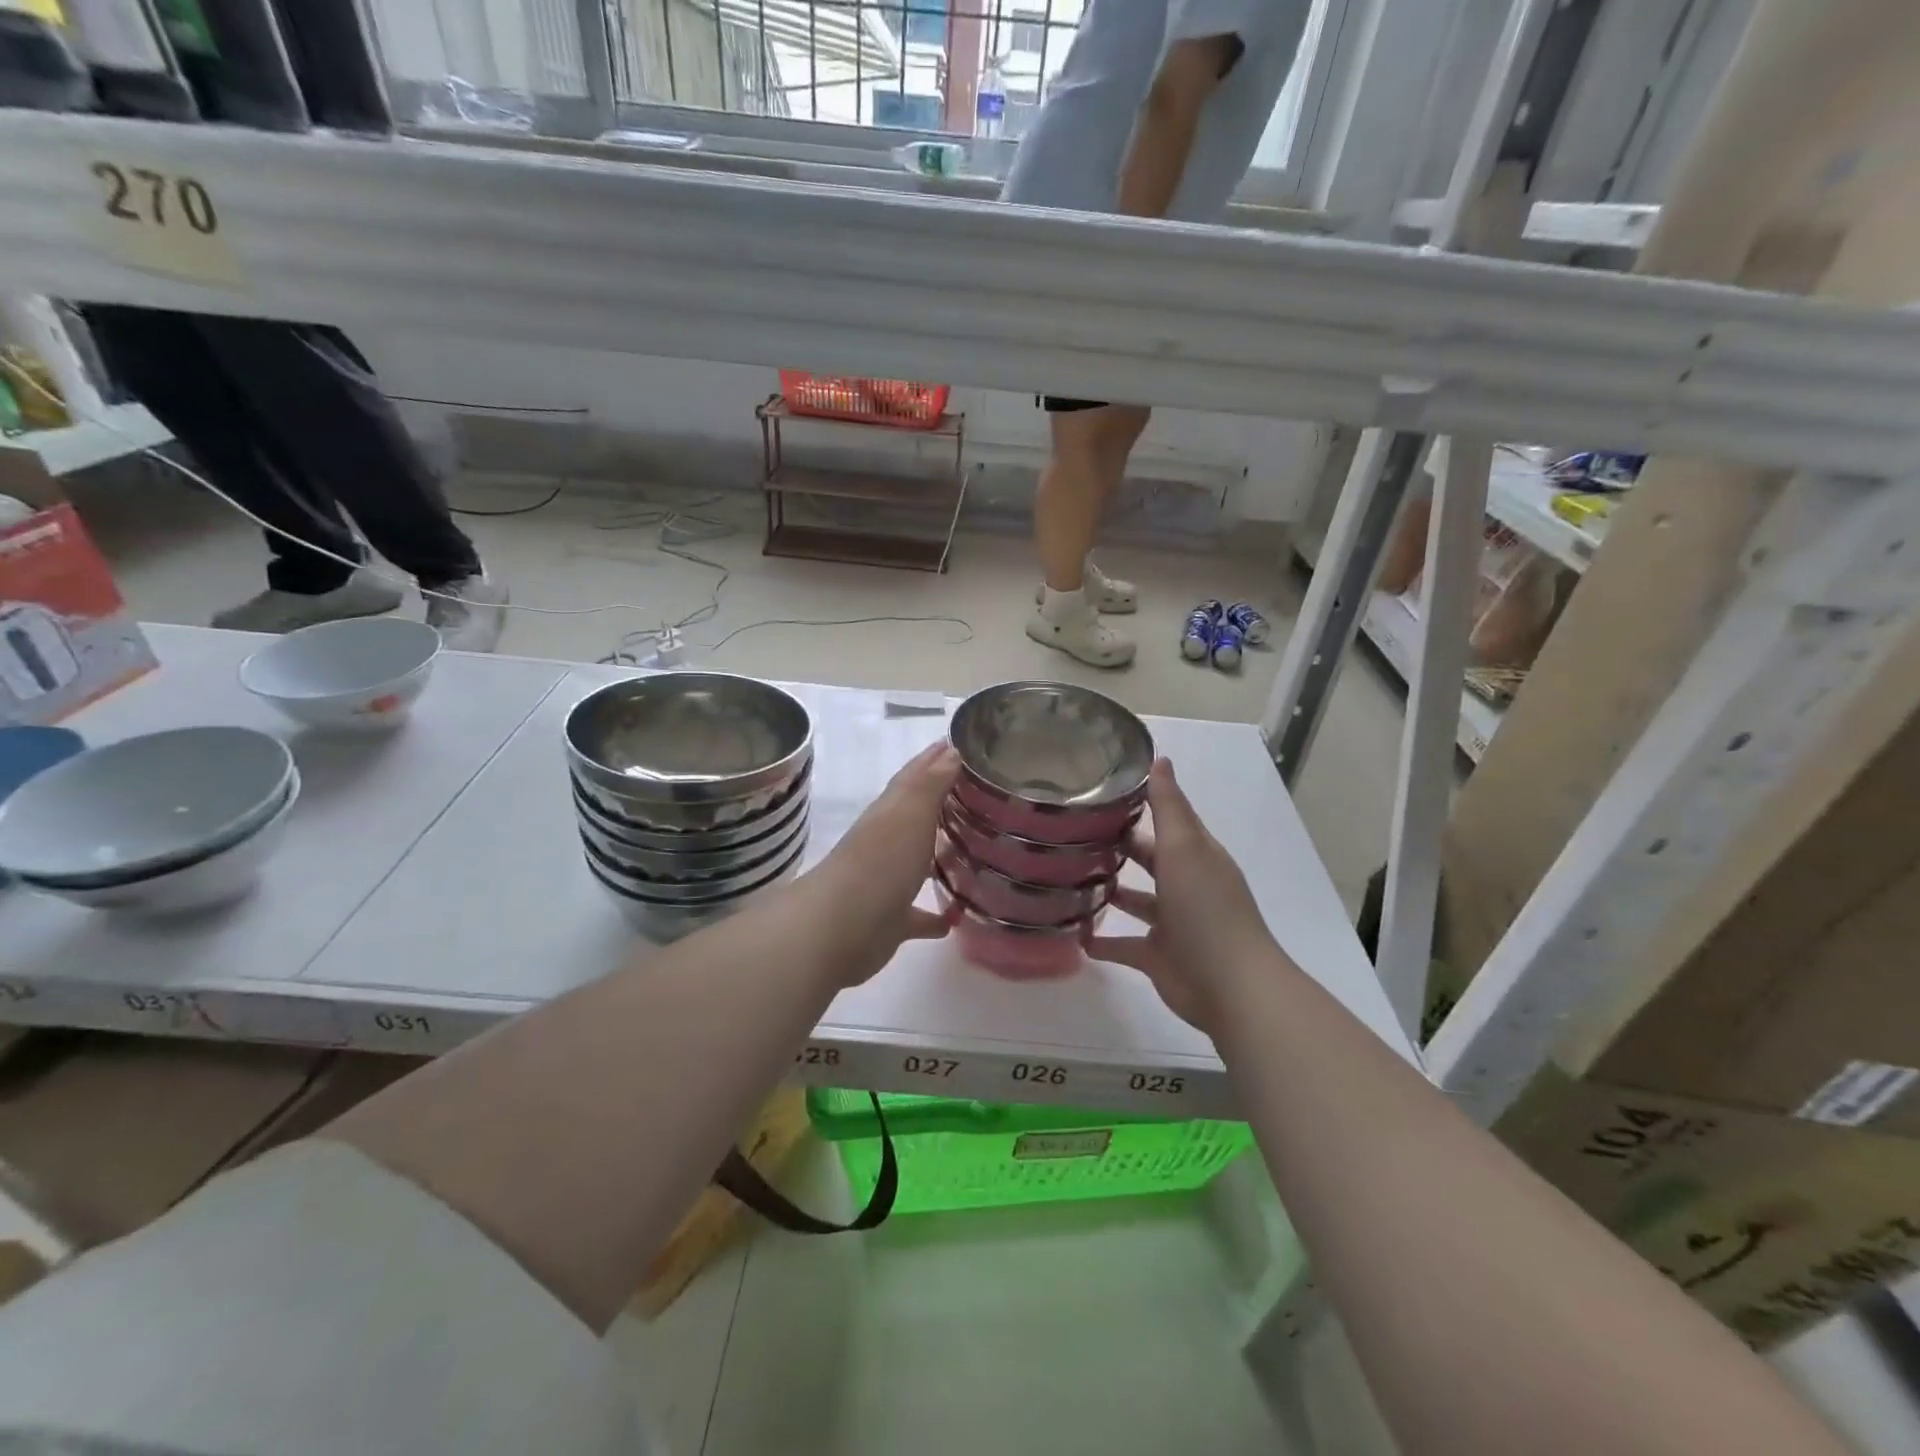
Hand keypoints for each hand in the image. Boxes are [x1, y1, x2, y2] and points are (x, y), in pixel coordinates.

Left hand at [794, 740, 960, 984]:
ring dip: (937, 858)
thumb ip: (930, 784)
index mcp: (889, 813)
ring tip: (973, 852)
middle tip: (977, 796)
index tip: (957, 745)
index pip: (913, 778)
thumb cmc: (880, 863)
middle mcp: (886, 843)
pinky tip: (956, 917)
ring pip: (916, 864)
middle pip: (914, 818)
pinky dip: (934, 915)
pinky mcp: (890, 921)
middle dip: (940, 806)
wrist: (840, 929)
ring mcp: (886, 882)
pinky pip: (917, 915)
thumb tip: (949, 750)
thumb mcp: (909, 814)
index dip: (932, 760)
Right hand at [1091, 758, 1286, 1032]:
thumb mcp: (1185, 847)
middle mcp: (1185, 885)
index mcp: (1196, 855)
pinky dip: (1103, 943)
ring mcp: (1173, 924)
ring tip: (1068, 879)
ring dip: (1110, 891)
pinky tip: (1076, 935)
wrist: (1230, 985)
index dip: (1140, 805)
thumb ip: (1169, 806)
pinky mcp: (1158, 958)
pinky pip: (1125, 946)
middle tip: (1073, 834)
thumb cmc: (1206, 907)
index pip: (1167, 821)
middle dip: (1120, 847)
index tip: (1098, 793)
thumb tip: (1161, 759)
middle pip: (1149, 859)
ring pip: (1137, 901)